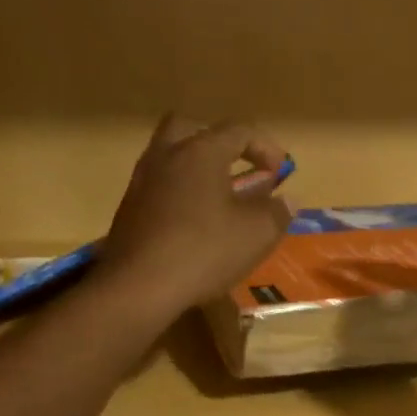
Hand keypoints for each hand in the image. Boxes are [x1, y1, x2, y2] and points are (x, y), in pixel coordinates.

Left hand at [99, 115, 292, 312]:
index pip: (238, 130)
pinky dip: (180, 194)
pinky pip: (159, 187)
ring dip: (196, 170)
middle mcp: (166, 156)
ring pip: (170, 158)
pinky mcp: (129, 210)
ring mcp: (142, 182)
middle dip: (219, 142)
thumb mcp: (257, 234)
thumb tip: (287, 200)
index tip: (281, 172)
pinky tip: (194, 223)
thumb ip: (277, 212)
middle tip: (237, 166)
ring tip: (219, 198)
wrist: (138, 287)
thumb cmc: (205, 251)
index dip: (266, 146)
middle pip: (191, 129)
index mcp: (200, 151)